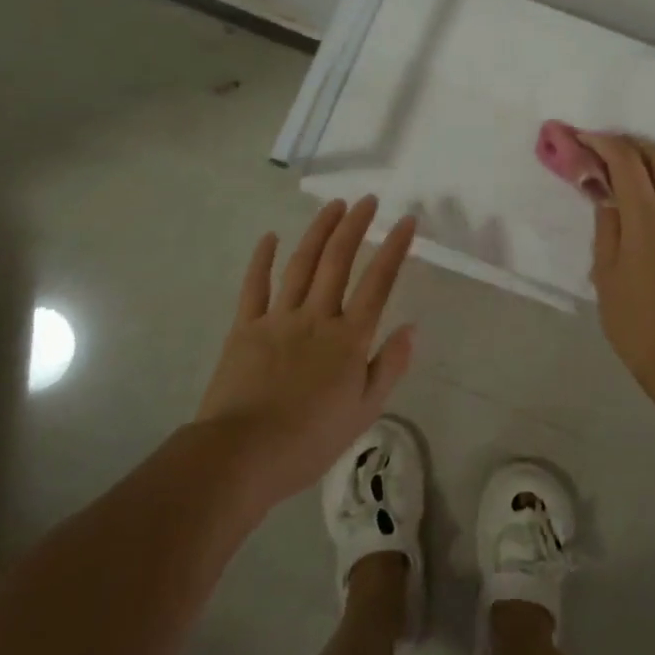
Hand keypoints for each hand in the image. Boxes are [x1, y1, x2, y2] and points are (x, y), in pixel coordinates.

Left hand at [197, 197, 416, 503]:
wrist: (242, 455)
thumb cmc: (310, 440)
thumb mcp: (364, 411)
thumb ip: (389, 366)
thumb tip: (411, 328)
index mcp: (349, 339)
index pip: (378, 283)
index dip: (394, 248)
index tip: (405, 220)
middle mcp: (317, 317)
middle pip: (338, 261)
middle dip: (355, 225)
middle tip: (368, 200)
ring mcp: (278, 318)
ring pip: (302, 264)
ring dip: (319, 231)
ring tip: (333, 205)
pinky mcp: (245, 327)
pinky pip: (255, 286)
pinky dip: (262, 259)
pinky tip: (270, 237)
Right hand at [586, 134, 654, 384]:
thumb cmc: (635, 318)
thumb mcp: (605, 274)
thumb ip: (606, 228)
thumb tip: (607, 197)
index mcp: (646, 217)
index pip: (626, 161)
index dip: (602, 143)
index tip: (581, 139)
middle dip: (630, 144)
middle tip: (604, 149)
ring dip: (654, 158)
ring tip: (630, 167)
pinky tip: (652, 196)